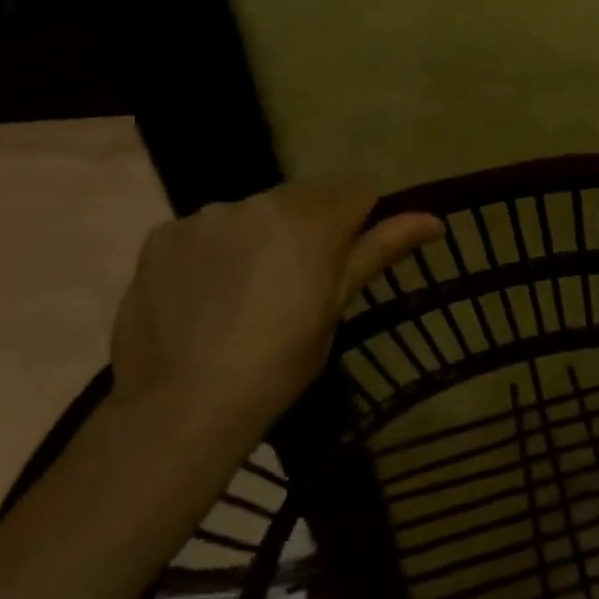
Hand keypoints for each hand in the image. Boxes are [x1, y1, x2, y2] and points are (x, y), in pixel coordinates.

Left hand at [110, 182, 441, 439]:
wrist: (183, 408)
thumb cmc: (279, 363)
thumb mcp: (337, 306)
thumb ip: (382, 250)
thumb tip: (435, 219)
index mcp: (312, 219)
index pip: (357, 191)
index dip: (359, 222)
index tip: (345, 261)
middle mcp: (261, 201)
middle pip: (304, 197)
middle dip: (308, 226)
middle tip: (295, 284)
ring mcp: (207, 215)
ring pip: (253, 212)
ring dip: (259, 236)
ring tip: (242, 294)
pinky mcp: (163, 235)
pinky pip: (204, 230)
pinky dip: (212, 252)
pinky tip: (202, 296)